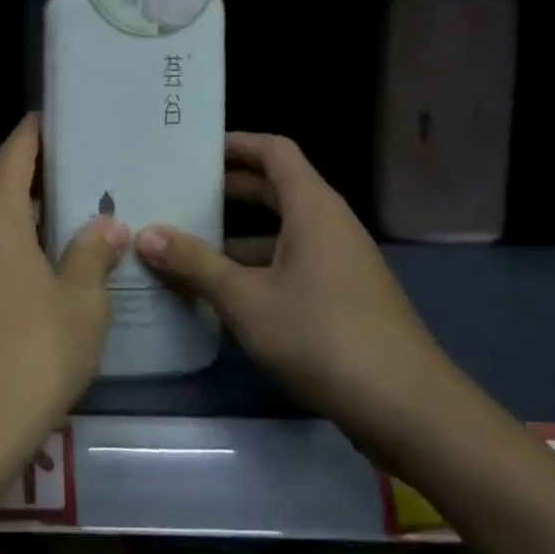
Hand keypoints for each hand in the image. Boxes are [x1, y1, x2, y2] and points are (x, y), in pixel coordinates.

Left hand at [0, 114, 129, 474]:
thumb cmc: (28, 355)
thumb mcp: (80, 305)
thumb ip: (92, 254)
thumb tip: (107, 224)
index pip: (16, 151)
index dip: (38, 132)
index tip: (60, 119)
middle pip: (0, 188)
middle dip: (39, 184)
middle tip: (85, 184)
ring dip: (21, 224)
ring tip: (67, 230)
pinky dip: (3, 255)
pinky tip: (33, 281)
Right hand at [134, 132, 459, 463]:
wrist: (409, 410)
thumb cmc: (324, 336)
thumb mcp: (247, 299)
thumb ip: (195, 264)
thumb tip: (145, 234)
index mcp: (313, 208)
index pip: (274, 150)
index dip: (236, 143)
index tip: (193, 149)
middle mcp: (330, 224)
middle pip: (276, 188)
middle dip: (228, 188)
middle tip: (179, 193)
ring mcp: (341, 262)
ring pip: (283, 230)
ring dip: (239, 234)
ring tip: (188, 243)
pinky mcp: (344, 297)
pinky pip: (293, 262)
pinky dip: (258, 265)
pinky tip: (224, 293)